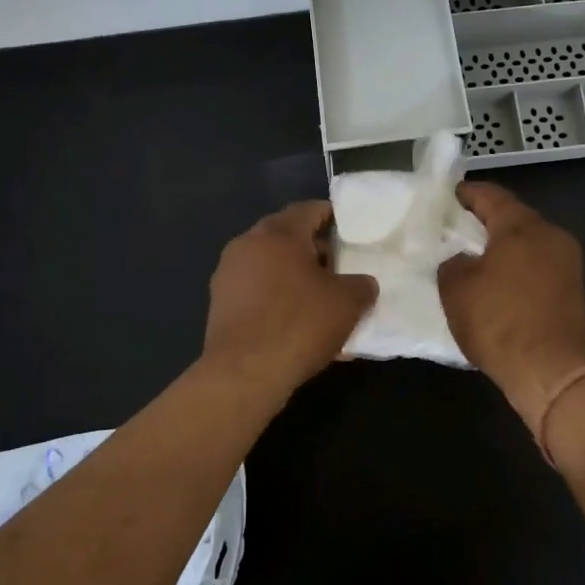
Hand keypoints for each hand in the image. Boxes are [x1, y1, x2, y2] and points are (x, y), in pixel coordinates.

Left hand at [202, 201, 377, 401]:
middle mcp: (247, 245)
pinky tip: (298, 325)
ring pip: (271, 266)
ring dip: (295, 277)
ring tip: (321, 299)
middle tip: (341, 267)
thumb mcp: (347, 303)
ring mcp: (228, 275)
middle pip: (286, 237)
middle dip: (314, 250)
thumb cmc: (299, 324)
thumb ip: (361, 285)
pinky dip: (278, 299)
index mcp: (278, 233)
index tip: (350, 228)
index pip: (309, 209)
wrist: (244, 374)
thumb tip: (363, 284)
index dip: (332, 215)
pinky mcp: (220, 305)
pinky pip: (257, 292)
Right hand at [438, 183, 584, 433]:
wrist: (551, 372)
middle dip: (484, 220)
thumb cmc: (499, 322)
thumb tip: (462, 259)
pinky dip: (517, 265)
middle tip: (455, 228)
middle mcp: (551, 234)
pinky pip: (538, 264)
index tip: (446, 197)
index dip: (465, 193)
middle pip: (513, 216)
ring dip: (503, 245)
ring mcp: (567, 261)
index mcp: (522, 226)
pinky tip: (498, 281)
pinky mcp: (573, 288)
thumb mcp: (456, 289)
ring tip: (474, 256)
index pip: (490, 195)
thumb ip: (452, 262)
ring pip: (528, 241)